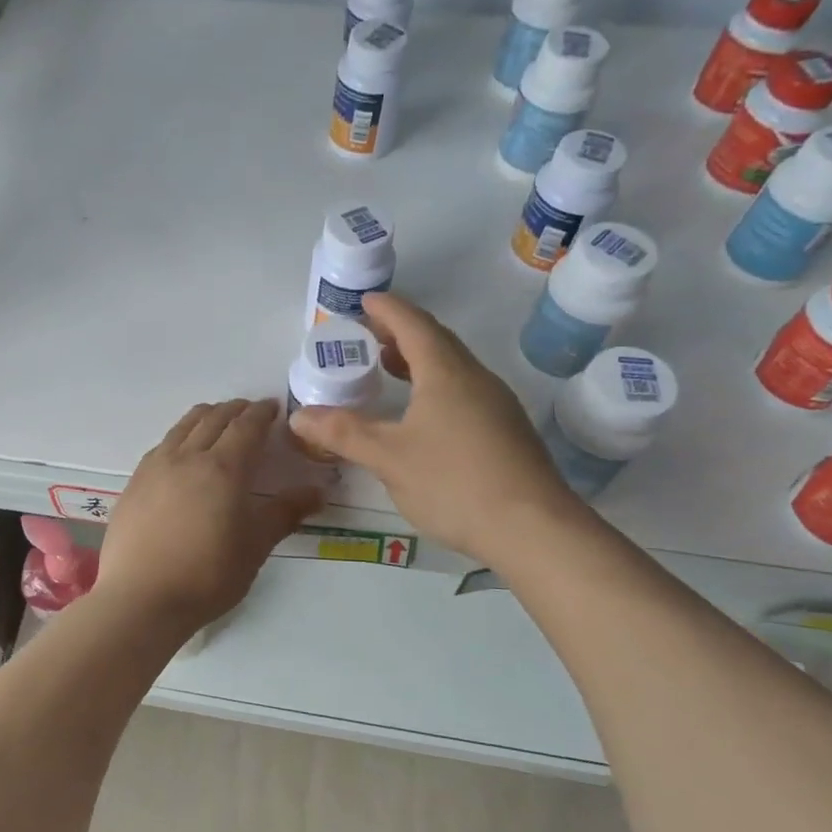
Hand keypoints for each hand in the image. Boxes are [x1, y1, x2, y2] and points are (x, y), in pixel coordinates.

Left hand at [96, 400, 321, 630]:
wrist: (140, 599)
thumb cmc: (207, 575)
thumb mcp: (255, 546)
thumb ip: (285, 513)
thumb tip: (318, 492)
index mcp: (224, 468)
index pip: (247, 426)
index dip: (262, 413)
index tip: (274, 408)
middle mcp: (188, 456)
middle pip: (214, 418)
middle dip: (236, 410)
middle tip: (251, 413)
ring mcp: (156, 466)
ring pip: (184, 425)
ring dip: (207, 416)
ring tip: (219, 422)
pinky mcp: (135, 481)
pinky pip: (164, 444)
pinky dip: (182, 436)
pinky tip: (183, 453)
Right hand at [287, 294, 585, 563]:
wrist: (533, 529)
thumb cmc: (454, 482)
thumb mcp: (388, 458)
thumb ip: (343, 433)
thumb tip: (299, 416)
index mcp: (446, 373)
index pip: (413, 324)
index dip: (387, 309)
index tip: (365, 301)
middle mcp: (475, 379)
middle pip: (436, 341)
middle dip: (401, 333)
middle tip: (369, 336)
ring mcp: (496, 405)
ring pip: (452, 368)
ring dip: (419, 361)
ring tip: (389, 370)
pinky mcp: (506, 432)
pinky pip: (463, 392)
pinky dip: (434, 387)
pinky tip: (421, 415)